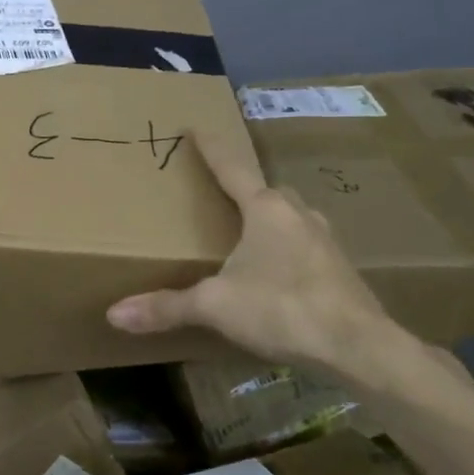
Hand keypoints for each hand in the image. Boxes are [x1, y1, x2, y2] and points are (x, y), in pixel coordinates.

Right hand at [105, 133, 404, 381]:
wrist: (358, 347)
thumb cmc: (282, 308)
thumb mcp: (216, 305)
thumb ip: (167, 306)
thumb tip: (115, 314)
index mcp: (267, 210)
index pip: (232, 169)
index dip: (212, 149)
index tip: (197, 127)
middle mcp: (299, 215)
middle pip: (266, 192)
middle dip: (244, 190)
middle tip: (220, 196)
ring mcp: (325, 242)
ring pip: (290, 218)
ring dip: (269, 221)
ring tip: (246, 237)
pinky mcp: (340, 270)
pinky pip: (305, 246)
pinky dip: (286, 250)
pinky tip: (276, 273)